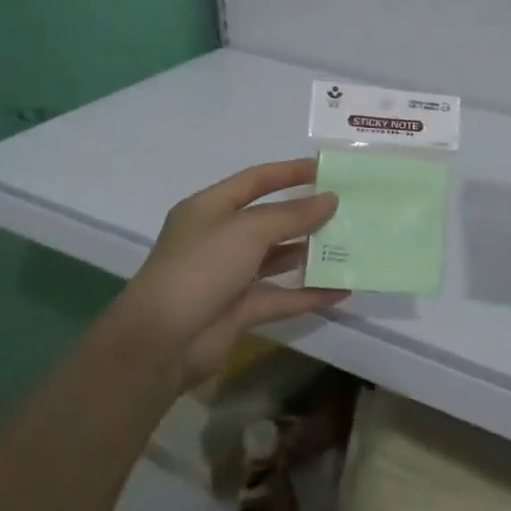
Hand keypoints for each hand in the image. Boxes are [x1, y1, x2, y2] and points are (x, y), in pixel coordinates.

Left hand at [115, 159, 344, 389]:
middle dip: (305, 214)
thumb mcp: (249, 230)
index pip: (255, 180)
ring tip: (350, 245)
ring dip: (310, 253)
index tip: (326, 169)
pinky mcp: (240, 310)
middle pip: (269, 219)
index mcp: (210, 209)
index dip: (289, 172)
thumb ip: (293, 214)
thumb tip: (331, 199)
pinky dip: (310, 294)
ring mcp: (230, 276)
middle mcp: (219, 238)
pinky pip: (282, 297)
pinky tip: (342, 289)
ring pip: (277, 258)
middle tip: (346, 209)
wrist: (161, 341)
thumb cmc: (201, 268)